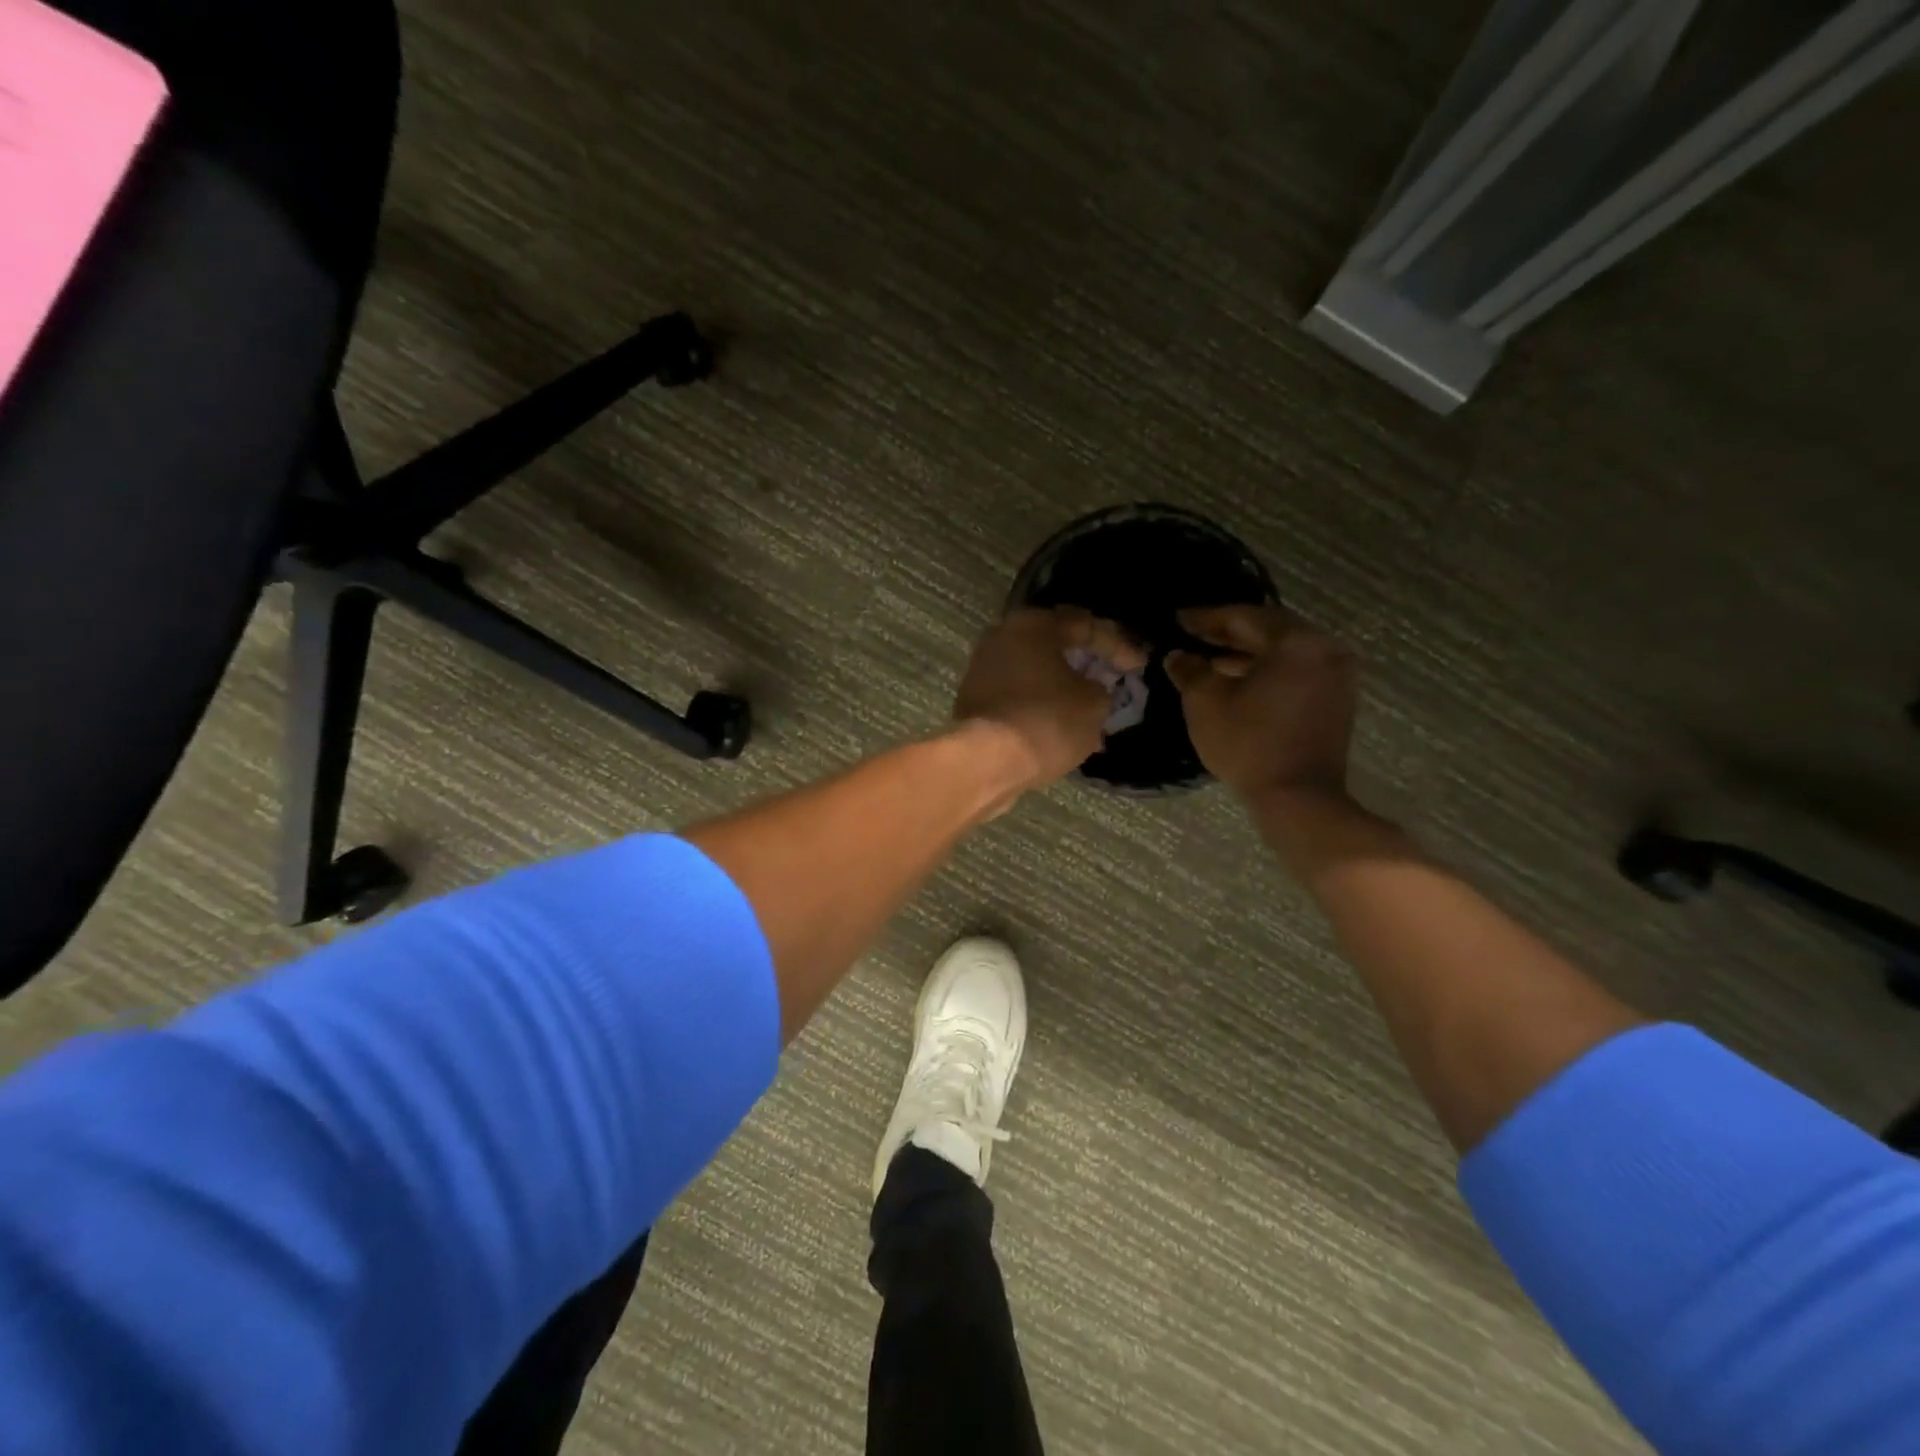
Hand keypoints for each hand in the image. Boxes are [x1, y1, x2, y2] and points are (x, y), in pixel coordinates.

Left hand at [954, 608, 1145, 787]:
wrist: (987, 761)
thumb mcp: (1094, 704)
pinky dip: (1041, 706)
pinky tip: (1061, 726)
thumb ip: (1100, 689)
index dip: (1116, 645)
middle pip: (1053, 646)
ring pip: (1034, 673)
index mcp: (1032, 625)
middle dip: (1085, 664)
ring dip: (1062, 688)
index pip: (1083, 625)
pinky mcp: (974, 702)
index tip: (1137, 666)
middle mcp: (1001, 637)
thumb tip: (1089, 689)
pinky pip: (1018, 696)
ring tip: (1089, 708)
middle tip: (1110, 679)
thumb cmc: (1047, 720)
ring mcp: (982, 670)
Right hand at [1165, 605, 1356, 805]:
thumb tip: (1178, 655)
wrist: (1299, 798)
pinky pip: (1296, 672)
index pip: (1242, 617)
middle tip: (1193, 635)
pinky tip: (1240, 683)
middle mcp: (1324, 649)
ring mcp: (1336, 675)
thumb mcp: (1205, 702)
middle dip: (1228, 633)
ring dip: (1247, 654)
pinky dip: (1268, 672)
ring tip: (1211, 661)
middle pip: (1268, 630)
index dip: (1205, 618)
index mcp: (1295, 641)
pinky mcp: (1337, 701)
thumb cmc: (1248, 743)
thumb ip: (1189, 669)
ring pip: (1284, 653)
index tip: (1177, 620)